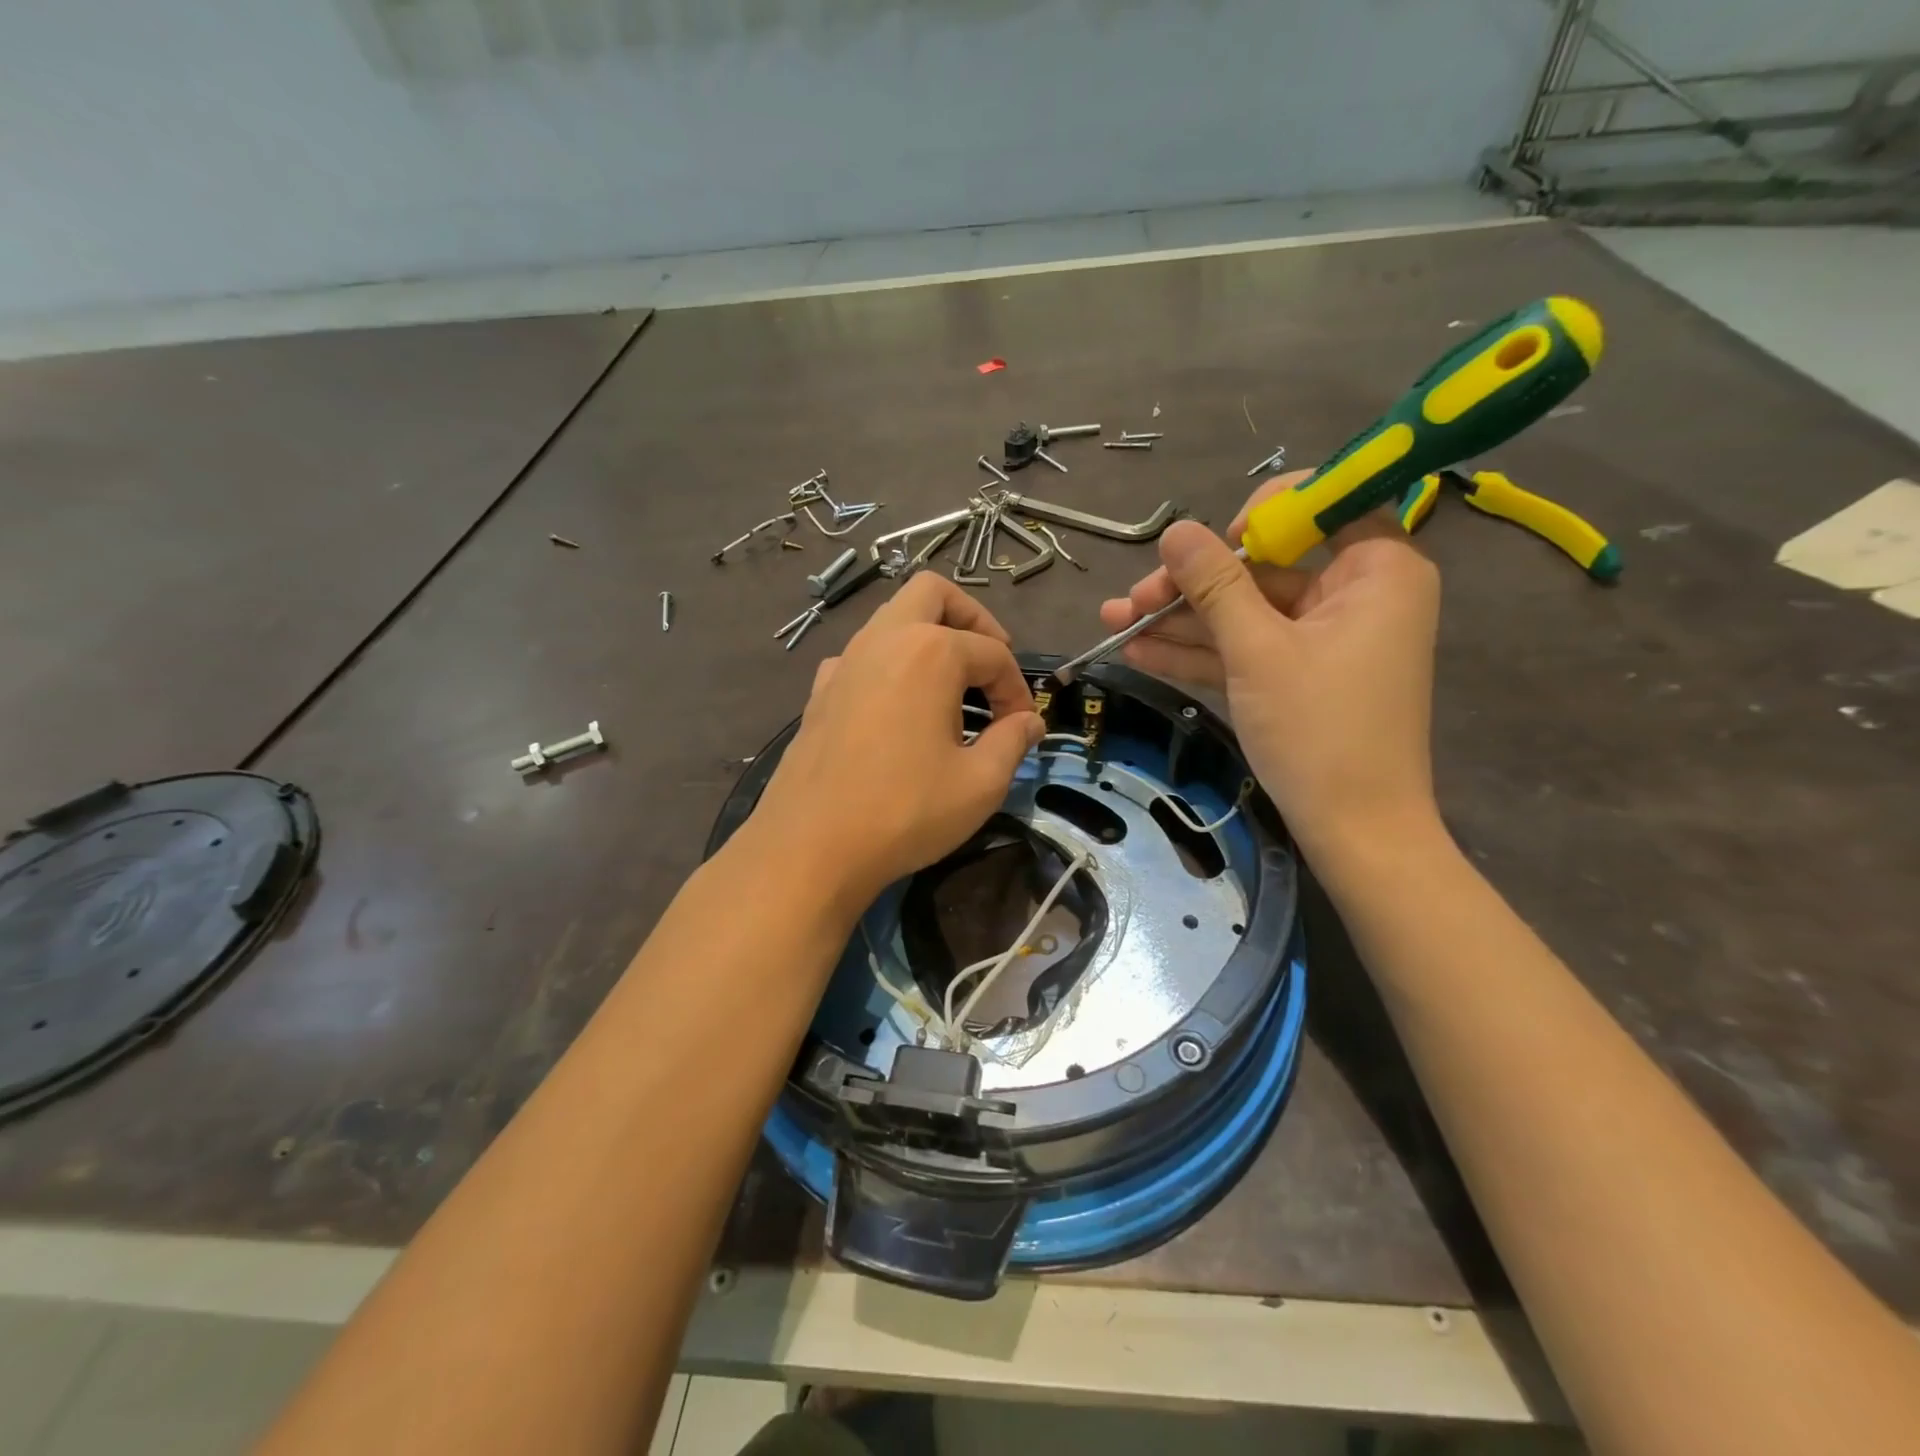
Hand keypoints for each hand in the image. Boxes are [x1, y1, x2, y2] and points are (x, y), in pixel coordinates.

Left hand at [748, 573, 1043, 911]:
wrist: (811, 846)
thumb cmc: (905, 811)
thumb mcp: (980, 783)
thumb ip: (1012, 742)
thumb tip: (1029, 722)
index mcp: (930, 653)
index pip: (993, 654)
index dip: (1017, 688)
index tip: (1023, 725)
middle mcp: (884, 640)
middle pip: (933, 594)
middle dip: (972, 619)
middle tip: (990, 661)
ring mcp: (845, 662)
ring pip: (891, 618)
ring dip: (928, 636)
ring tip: (950, 685)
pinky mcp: (820, 691)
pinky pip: (861, 655)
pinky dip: (888, 664)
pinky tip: (896, 707)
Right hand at [1099, 471, 1440, 859]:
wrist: (1353, 831)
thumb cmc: (1320, 730)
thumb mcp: (1258, 651)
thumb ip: (1216, 586)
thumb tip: (1175, 531)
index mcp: (1377, 569)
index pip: (1322, 505)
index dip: (1261, 515)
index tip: (1210, 545)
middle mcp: (1355, 594)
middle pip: (1264, 567)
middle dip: (1193, 585)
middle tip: (1133, 598)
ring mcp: (1322, 638)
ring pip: (1245, 612)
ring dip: (1181, 620)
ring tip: (1114, 622)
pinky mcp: (1297, 675)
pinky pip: (1246, 649)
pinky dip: (1199, 652)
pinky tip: (1139, 652)